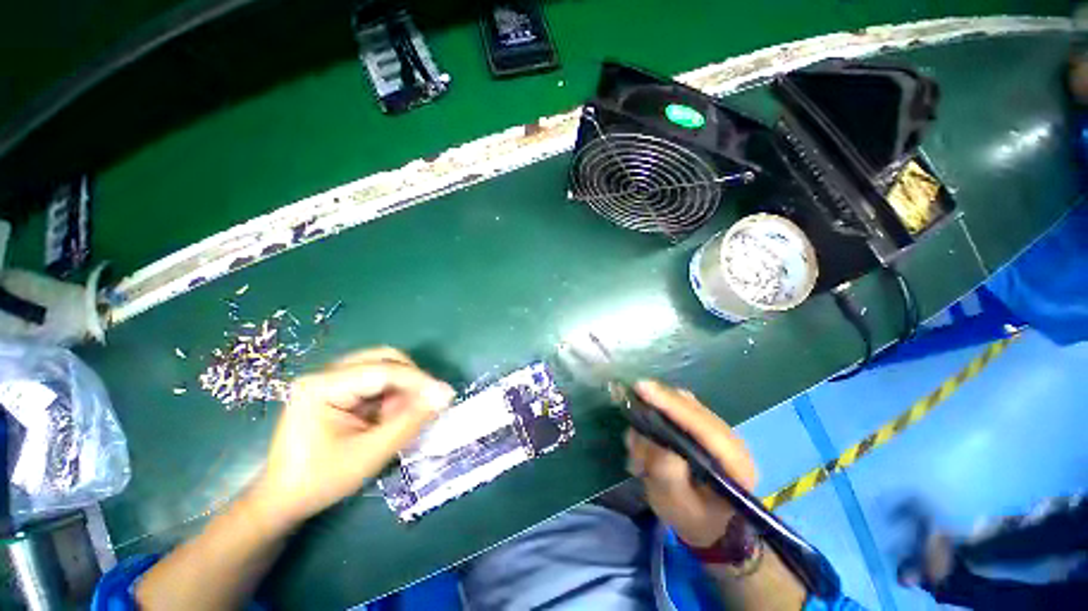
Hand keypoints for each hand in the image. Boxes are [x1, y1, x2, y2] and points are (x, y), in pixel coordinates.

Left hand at [248, 347, 454, 529]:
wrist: (283, 501)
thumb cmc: (321, 480)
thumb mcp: (370, 454)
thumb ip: (410, 421)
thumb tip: (445, 395)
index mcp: (322, 386)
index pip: (383, 370)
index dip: (419, 381)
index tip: (446, 395)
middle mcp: (326, 373)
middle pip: (384, 359)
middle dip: (412, 380)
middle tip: (427, 403)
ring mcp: (331, 379)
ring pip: (384, 368)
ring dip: (403, 388)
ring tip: (406, 415)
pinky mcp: (338, 389)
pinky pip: (377, 381)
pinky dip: (393, 396)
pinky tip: (391, 416)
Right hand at [624, 380, 757, 546]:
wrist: (711, 526)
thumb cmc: (694, 520)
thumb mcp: (677, 506)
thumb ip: (667, 475)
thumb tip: (653, 440)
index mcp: (734, 463)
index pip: (701, 424)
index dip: (670, 404)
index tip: (642, 388)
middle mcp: (730, 439)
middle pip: (691, 406)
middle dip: (658, 404)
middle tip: (630, 409)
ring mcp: (718, 430)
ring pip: (684, 403)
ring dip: (656, 411)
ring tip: (639, 437)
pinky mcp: (705, 426)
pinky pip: (680, 408)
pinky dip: (659, 414)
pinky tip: (647, 434)